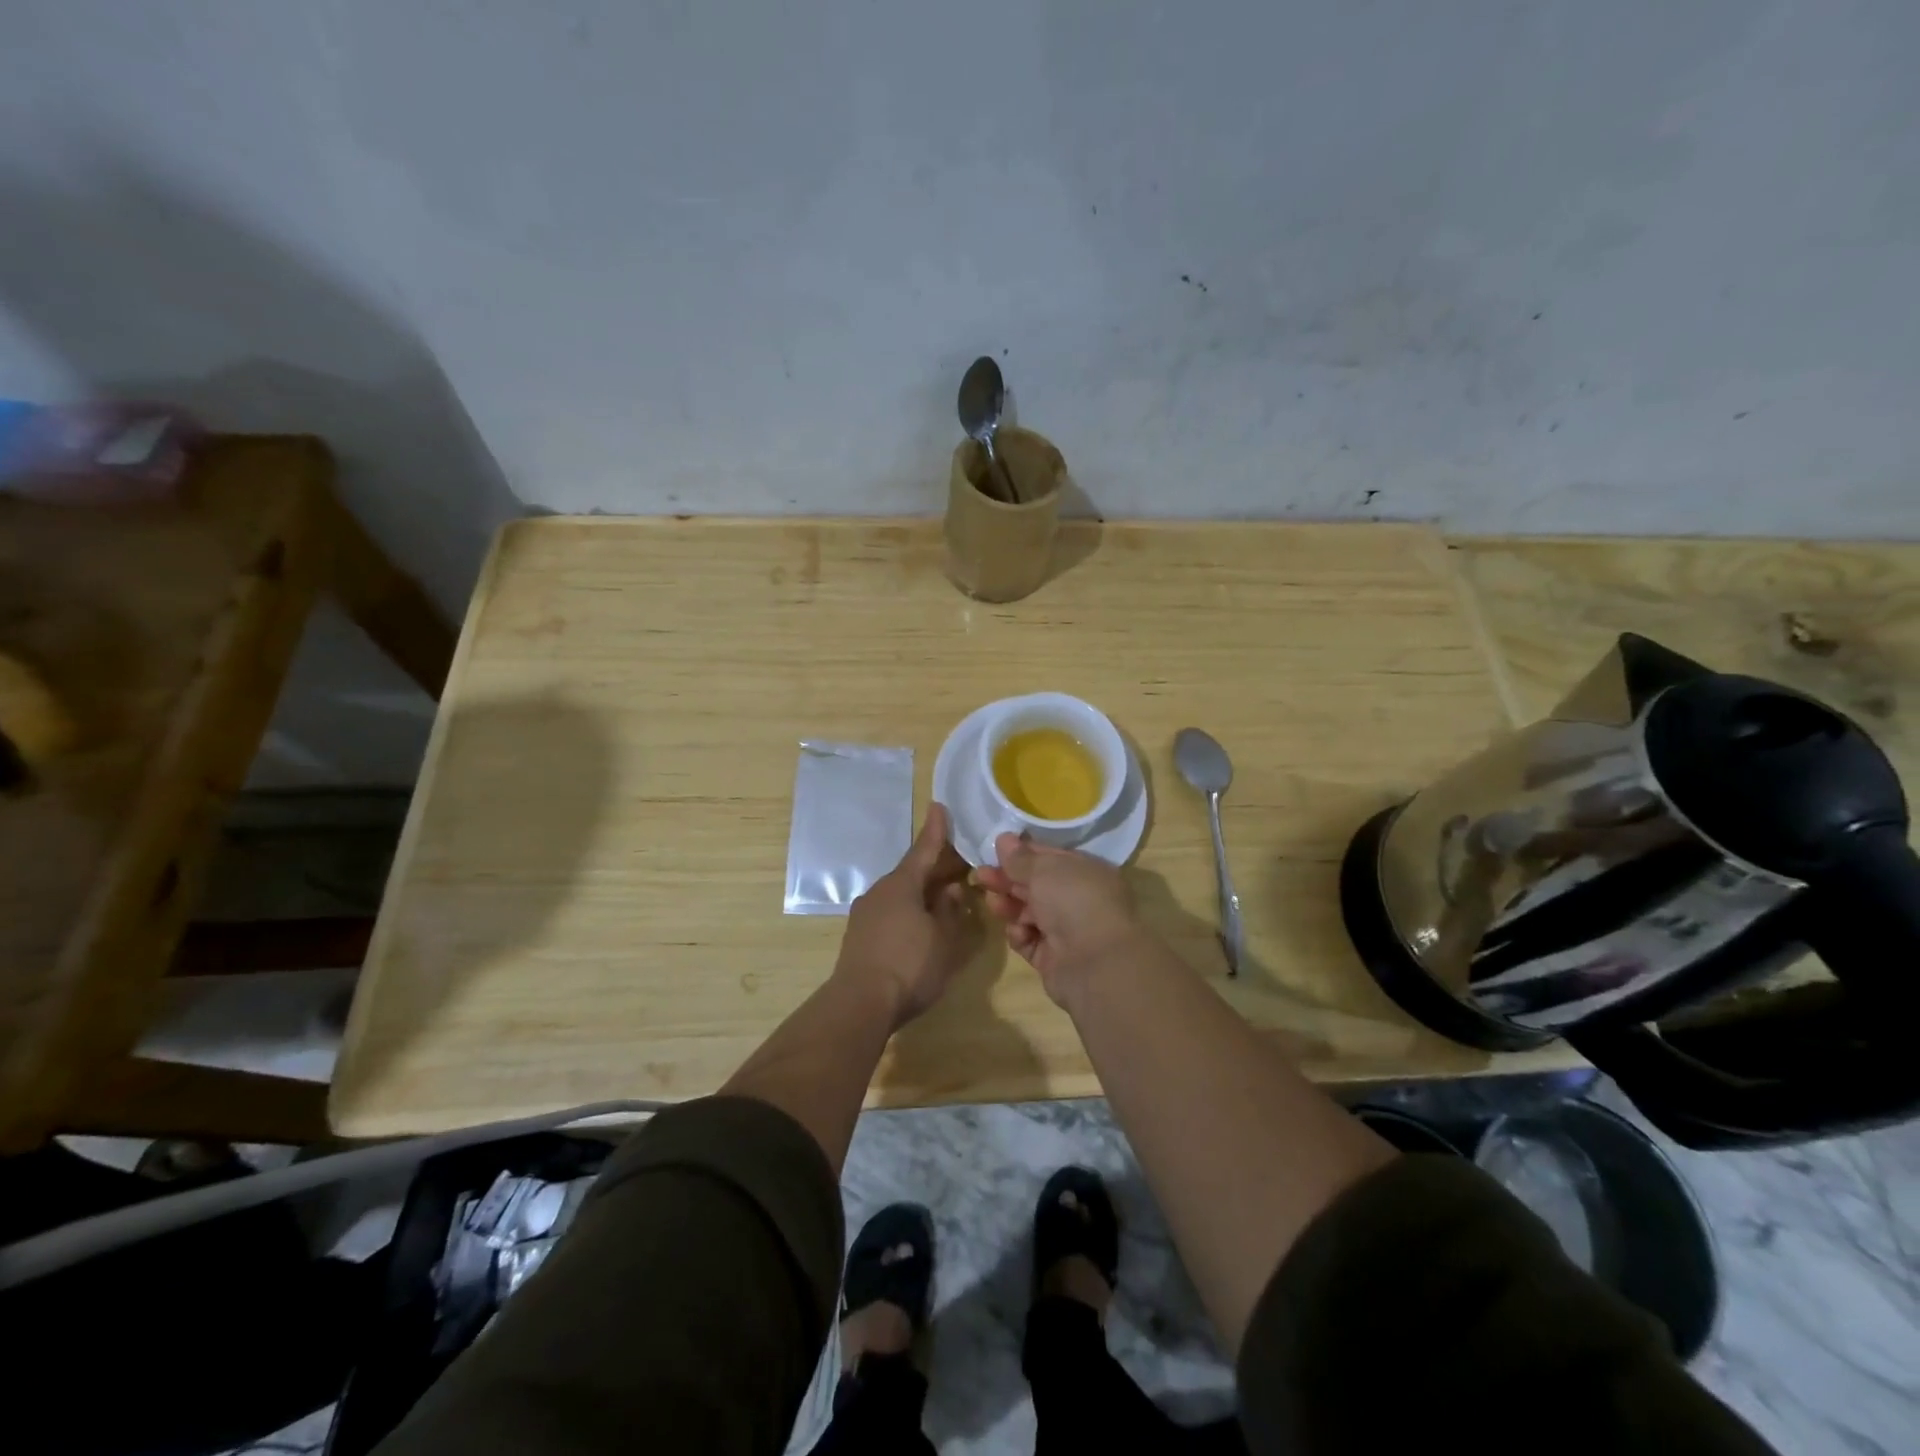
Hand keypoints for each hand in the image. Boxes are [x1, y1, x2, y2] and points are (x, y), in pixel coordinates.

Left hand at [835, 803, 978, 1027]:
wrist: (860, 1004)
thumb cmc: (910, 965)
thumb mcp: (943, 939)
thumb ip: (949, 911)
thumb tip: (950, 889)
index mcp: (902, 885)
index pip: (923, 850)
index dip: (935, 830)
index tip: (938, 806)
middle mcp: (880, 892)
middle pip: (911, 872)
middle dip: (934, 867)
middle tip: (959, 862)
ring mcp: (865, 914)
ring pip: (900, 893)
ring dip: (921, 891)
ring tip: (943, 894)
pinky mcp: (859, 936)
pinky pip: (890, 911)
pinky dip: (908, 909)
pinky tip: (920, 922)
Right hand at [974, 835, 1143, 1006]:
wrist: (1095, 964)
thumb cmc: (1074, 901)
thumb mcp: (1045, 870)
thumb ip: (1020, 858)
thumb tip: (1004, 838)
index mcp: (1087, 872)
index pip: (1050, 858)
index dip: (1023, 853)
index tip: (995, 849)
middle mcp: (1079, 900)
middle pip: (1036, 885)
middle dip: (1008, 879)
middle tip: (980, 875)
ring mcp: (1067, 931)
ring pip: (1029, 913)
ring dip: (1009, 905)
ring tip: (993, 902)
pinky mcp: (1053, 959)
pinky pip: (1029, 940)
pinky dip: (1020, 934)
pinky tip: (1018, 931)